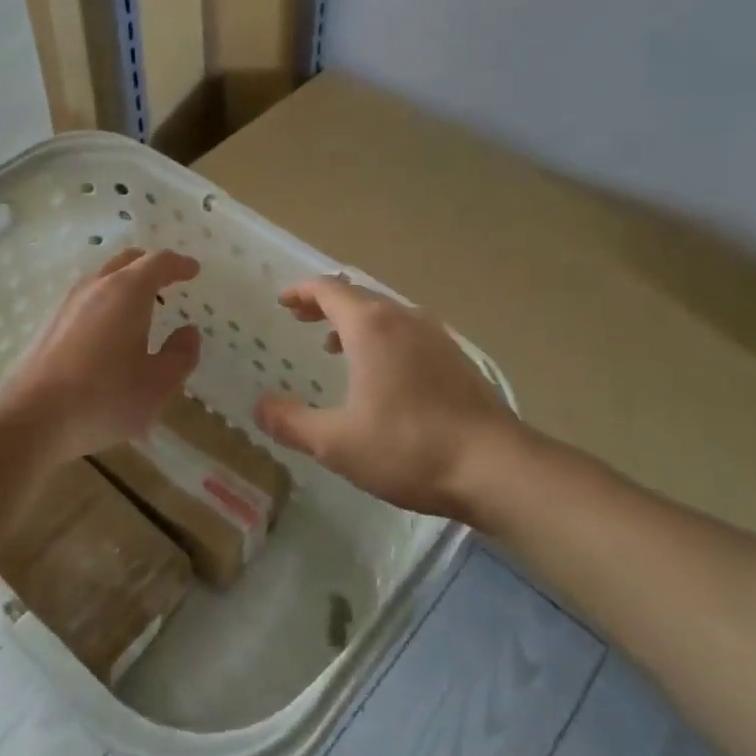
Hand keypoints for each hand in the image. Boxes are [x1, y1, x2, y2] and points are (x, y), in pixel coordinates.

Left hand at [0, 247, 202, 461]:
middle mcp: (97, 286)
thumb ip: (180, 355)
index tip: (193, 270)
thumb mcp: (157, 384)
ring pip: (104, 277)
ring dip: (126, 282)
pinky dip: (107, 300)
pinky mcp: (52, 323)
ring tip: (142, 305)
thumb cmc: (105, 398)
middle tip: (169, 280)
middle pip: (127, 261)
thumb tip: (188, 332)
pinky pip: (88, 298)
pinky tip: (111, 329)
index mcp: (128, 291)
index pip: (158, 262)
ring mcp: (69, 303)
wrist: (33, 417)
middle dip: (151, 266)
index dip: (179, 264)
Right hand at [253, 277, 532, 518]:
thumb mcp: (337, 442)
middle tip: (301, 319)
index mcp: (370, 327)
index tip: (282, 302)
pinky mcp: (456, 357)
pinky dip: (382, 337)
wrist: (495, 466)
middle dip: (324, 304)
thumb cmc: (409, 447)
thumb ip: (291, 422)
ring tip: (335, 346)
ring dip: (354, 322)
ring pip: (385, 314)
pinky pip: (407, 331)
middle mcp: (403, 318)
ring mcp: (435, 335)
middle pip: (357, 296)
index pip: (328, 289)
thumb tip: (260, 406)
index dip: (301, 291)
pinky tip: (383, 373)